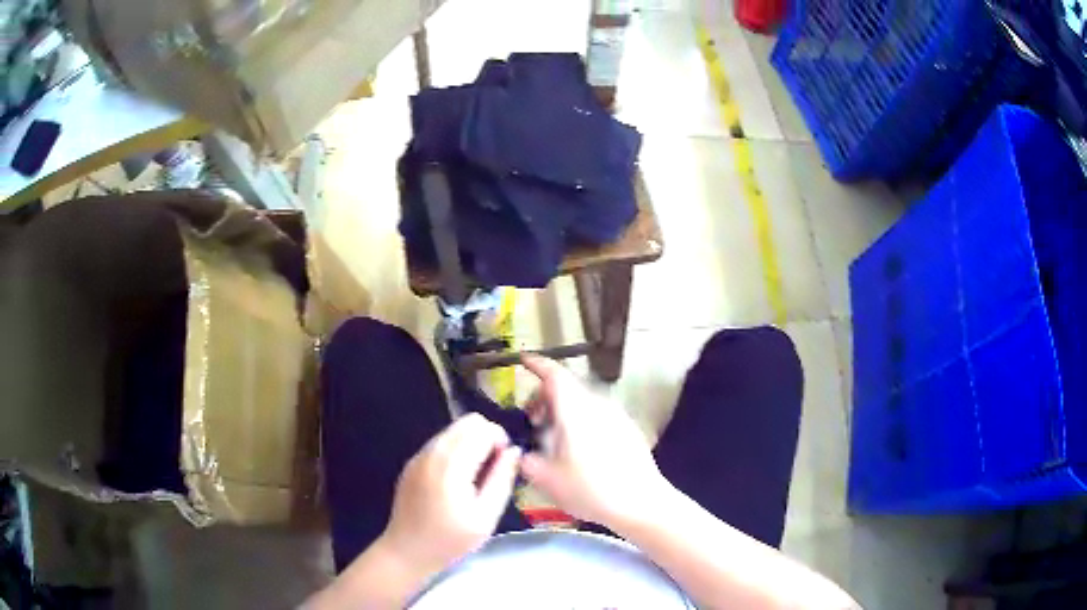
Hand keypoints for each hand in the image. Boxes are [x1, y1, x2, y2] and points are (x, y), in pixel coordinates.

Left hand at [379, 413, 521, 576]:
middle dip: (487, 437)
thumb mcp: (486, 518)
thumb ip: (501, 480)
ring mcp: (419, 456)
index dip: (500, 442)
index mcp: (451, 466)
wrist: (407, 551)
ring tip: (475, 476)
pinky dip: (456, 450)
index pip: (483, 429)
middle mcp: (432, 452)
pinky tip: (457, 480)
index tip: (503, 466)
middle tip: (491, 469)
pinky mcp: (412, 462)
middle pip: (468, 421)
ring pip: (453, 429)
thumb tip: (513, 451)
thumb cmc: (450, 540)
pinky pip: (440, 442)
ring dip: (471, 443)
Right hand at [518, 356, 668, 527]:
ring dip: (563, 412)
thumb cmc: (590, 488)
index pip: (554, 374)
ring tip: (554, 442)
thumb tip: (521, 454)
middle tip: (533, 422)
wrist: (641, 502)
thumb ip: (527, 462)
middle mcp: (596, 405)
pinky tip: (580, 452)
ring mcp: (616, 415)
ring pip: (582, 402)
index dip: (536, 364)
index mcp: (574, 409)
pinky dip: (581, 422)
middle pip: (567, 387)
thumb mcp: (547, 480)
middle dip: (545, 398)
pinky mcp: (628, 429)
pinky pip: (597, 415)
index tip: (523, 361)